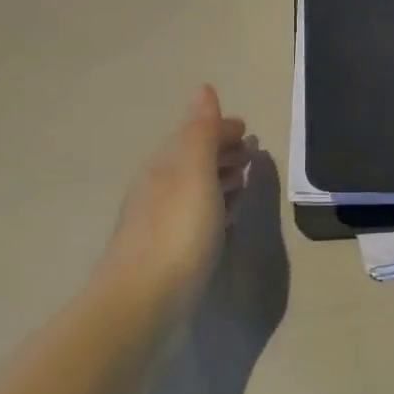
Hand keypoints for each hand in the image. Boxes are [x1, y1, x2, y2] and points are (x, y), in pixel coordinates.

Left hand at [100, 86, 254, 312]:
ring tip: (244, 181)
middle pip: (194, 160)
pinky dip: (216, 207)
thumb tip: (204, 89)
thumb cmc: (176, 232)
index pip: (195, 134)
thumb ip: (201, 131)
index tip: (248, 130)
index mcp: (165, 165)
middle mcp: (160, 188)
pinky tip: (226, 218)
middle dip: (222, 152)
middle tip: (252, 154)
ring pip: (196, 189)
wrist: (141, 304)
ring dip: (220, 179)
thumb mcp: (193, 172)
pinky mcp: (170, 253)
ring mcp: (162, 222)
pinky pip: (198, 217)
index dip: (221, 129)